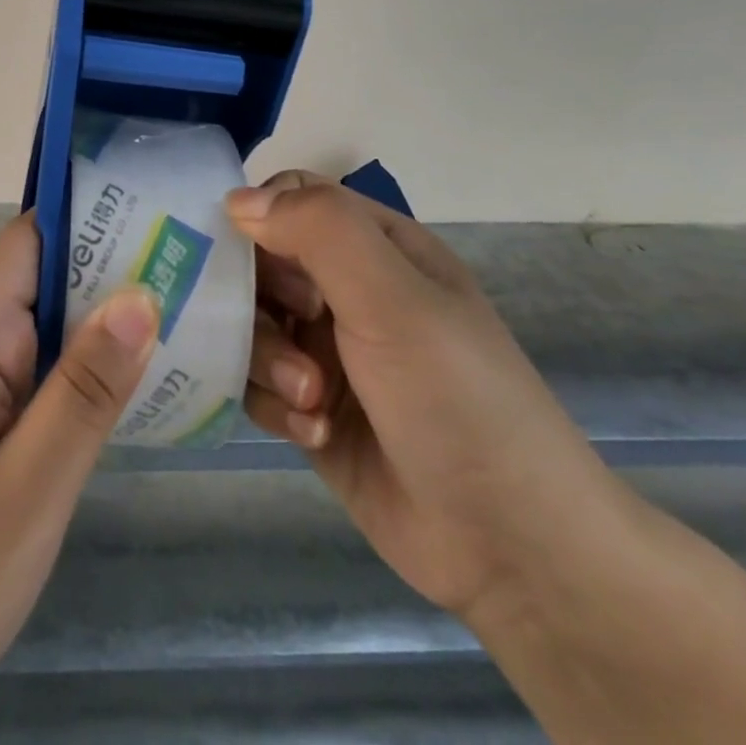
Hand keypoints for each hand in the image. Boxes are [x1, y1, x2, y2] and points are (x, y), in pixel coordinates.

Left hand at [0, 214, 159, 744]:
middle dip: (116, 267)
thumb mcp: (24, 494)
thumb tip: (140, 295)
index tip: (160, 209)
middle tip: (204, 265)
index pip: (26, 243)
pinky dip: (92, 368)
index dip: (88, 215)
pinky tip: (149, 378)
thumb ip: (82, 393)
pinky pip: (45, 373)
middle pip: (44, 277)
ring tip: (197, 309)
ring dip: (110, 320)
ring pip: (50, 327)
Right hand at [233, 172, 637, 627]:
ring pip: (251, 325)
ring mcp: (326, 351)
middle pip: (259, 262)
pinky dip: (275, 405)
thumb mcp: (393, 297)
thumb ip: (319, 230)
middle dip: (260, 299)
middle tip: (290, 331)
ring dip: (268, 359)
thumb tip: (235, 199)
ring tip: (309, 399)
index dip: (259, 216)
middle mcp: (346, 290)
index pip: (292, 198)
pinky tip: (313, 434)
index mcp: (376, 246)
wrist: (511, 546)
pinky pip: (257, 384)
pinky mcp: (309, 409)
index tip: (241, 253)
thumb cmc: (455, 396)